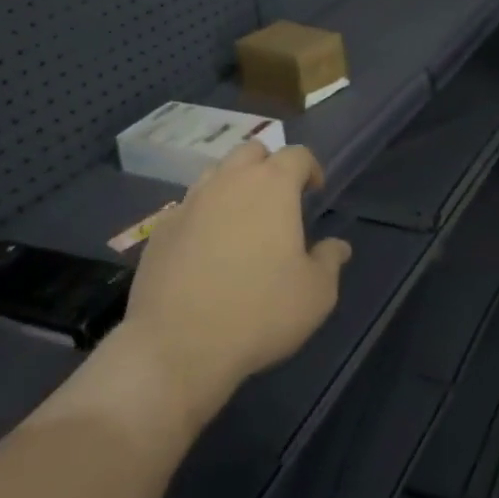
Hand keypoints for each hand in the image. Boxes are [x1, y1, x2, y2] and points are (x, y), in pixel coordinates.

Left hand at [117, 143, 350, 429]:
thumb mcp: (315, 294)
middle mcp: (229, 182)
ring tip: (241, 221)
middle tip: (278, 200)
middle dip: (268, 166)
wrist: (177, 345)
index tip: (315, 191)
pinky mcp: (161, 229)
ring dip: (233, 186)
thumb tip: (338, 246)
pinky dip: (203, 216)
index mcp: (272, 186)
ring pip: (216, 175)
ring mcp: (190, 202)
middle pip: (251, 152)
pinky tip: (205, 249)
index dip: (310, 168)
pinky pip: (188, 208)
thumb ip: (329, 261)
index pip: (296, 154)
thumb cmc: (259, 312)